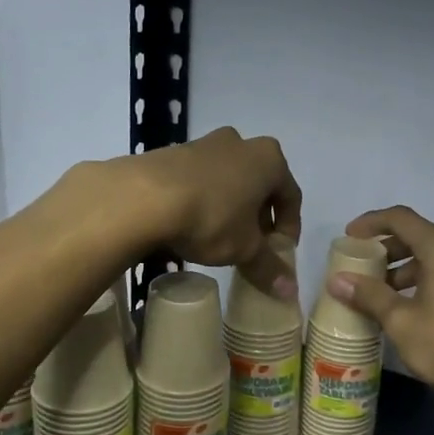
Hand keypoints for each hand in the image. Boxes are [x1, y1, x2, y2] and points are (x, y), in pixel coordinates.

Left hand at [133, 128, 302, 298]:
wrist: (142, 197)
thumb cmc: (210, 217)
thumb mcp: (244, 249)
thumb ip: (269, 267)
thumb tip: (289, 291)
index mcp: (269, 159)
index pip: (291, 196)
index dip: (289, 228)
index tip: (280, 253)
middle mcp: (240, 143)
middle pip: (259, 185)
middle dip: (259, 218)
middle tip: (253, 247)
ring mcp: (204, 144)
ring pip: (229, 181)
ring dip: (231, 208)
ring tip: (221, 239)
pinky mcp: (173, 153)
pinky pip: (200, 180)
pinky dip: (204, 201)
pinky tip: (192, 225)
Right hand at [328, 206, 433, 416]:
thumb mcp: (401, 321)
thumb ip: (369, 296)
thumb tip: (337, 280)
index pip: (401, 218)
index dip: (371, 222)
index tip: (347, 238)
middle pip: (416, 236)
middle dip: (384, 249)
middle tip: (358, 268)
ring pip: (430, 259)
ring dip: (400, 269)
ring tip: (375, 294)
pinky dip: (418, 283)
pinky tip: (403, 310)